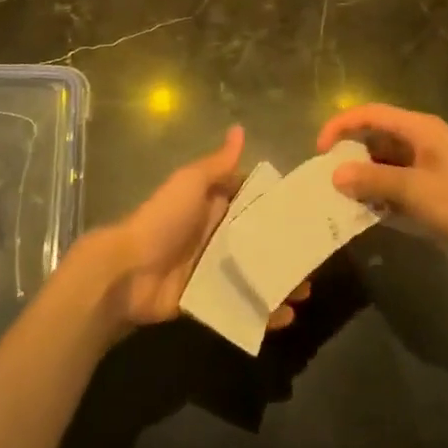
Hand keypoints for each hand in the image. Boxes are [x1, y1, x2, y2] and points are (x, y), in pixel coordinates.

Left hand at [81, 126, 309, 332]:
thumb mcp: (191, 183)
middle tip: (318, 256)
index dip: (278, 205)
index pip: (252, 202)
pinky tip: (286, 317)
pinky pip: (241, 305)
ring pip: (254, 273)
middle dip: (285, 247)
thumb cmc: (163, 219)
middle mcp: (217, 235)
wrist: (128, 271)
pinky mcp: (209, 299)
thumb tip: (239, 129)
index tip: (310, 209)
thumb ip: (218, 164)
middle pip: (258, 240)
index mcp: (214, 205)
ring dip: (279, 281)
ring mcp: (213, 269)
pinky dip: (262, 312)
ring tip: (306, 290)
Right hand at [319, 104, 447, 265]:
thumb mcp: (415, 192)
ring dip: (365, 176)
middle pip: (376, 135)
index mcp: (419, 128)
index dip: (340, 126)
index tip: (320, 151)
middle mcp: (422, 138)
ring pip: (386, 160)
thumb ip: (373, 180)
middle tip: (328, 178)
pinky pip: (399, 180)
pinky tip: (372, 212)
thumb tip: (335, 174)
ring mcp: (430, 162)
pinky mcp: (436, 185)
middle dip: (350, 154)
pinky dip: (382, 191)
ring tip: (344, 197)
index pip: (369, 113)